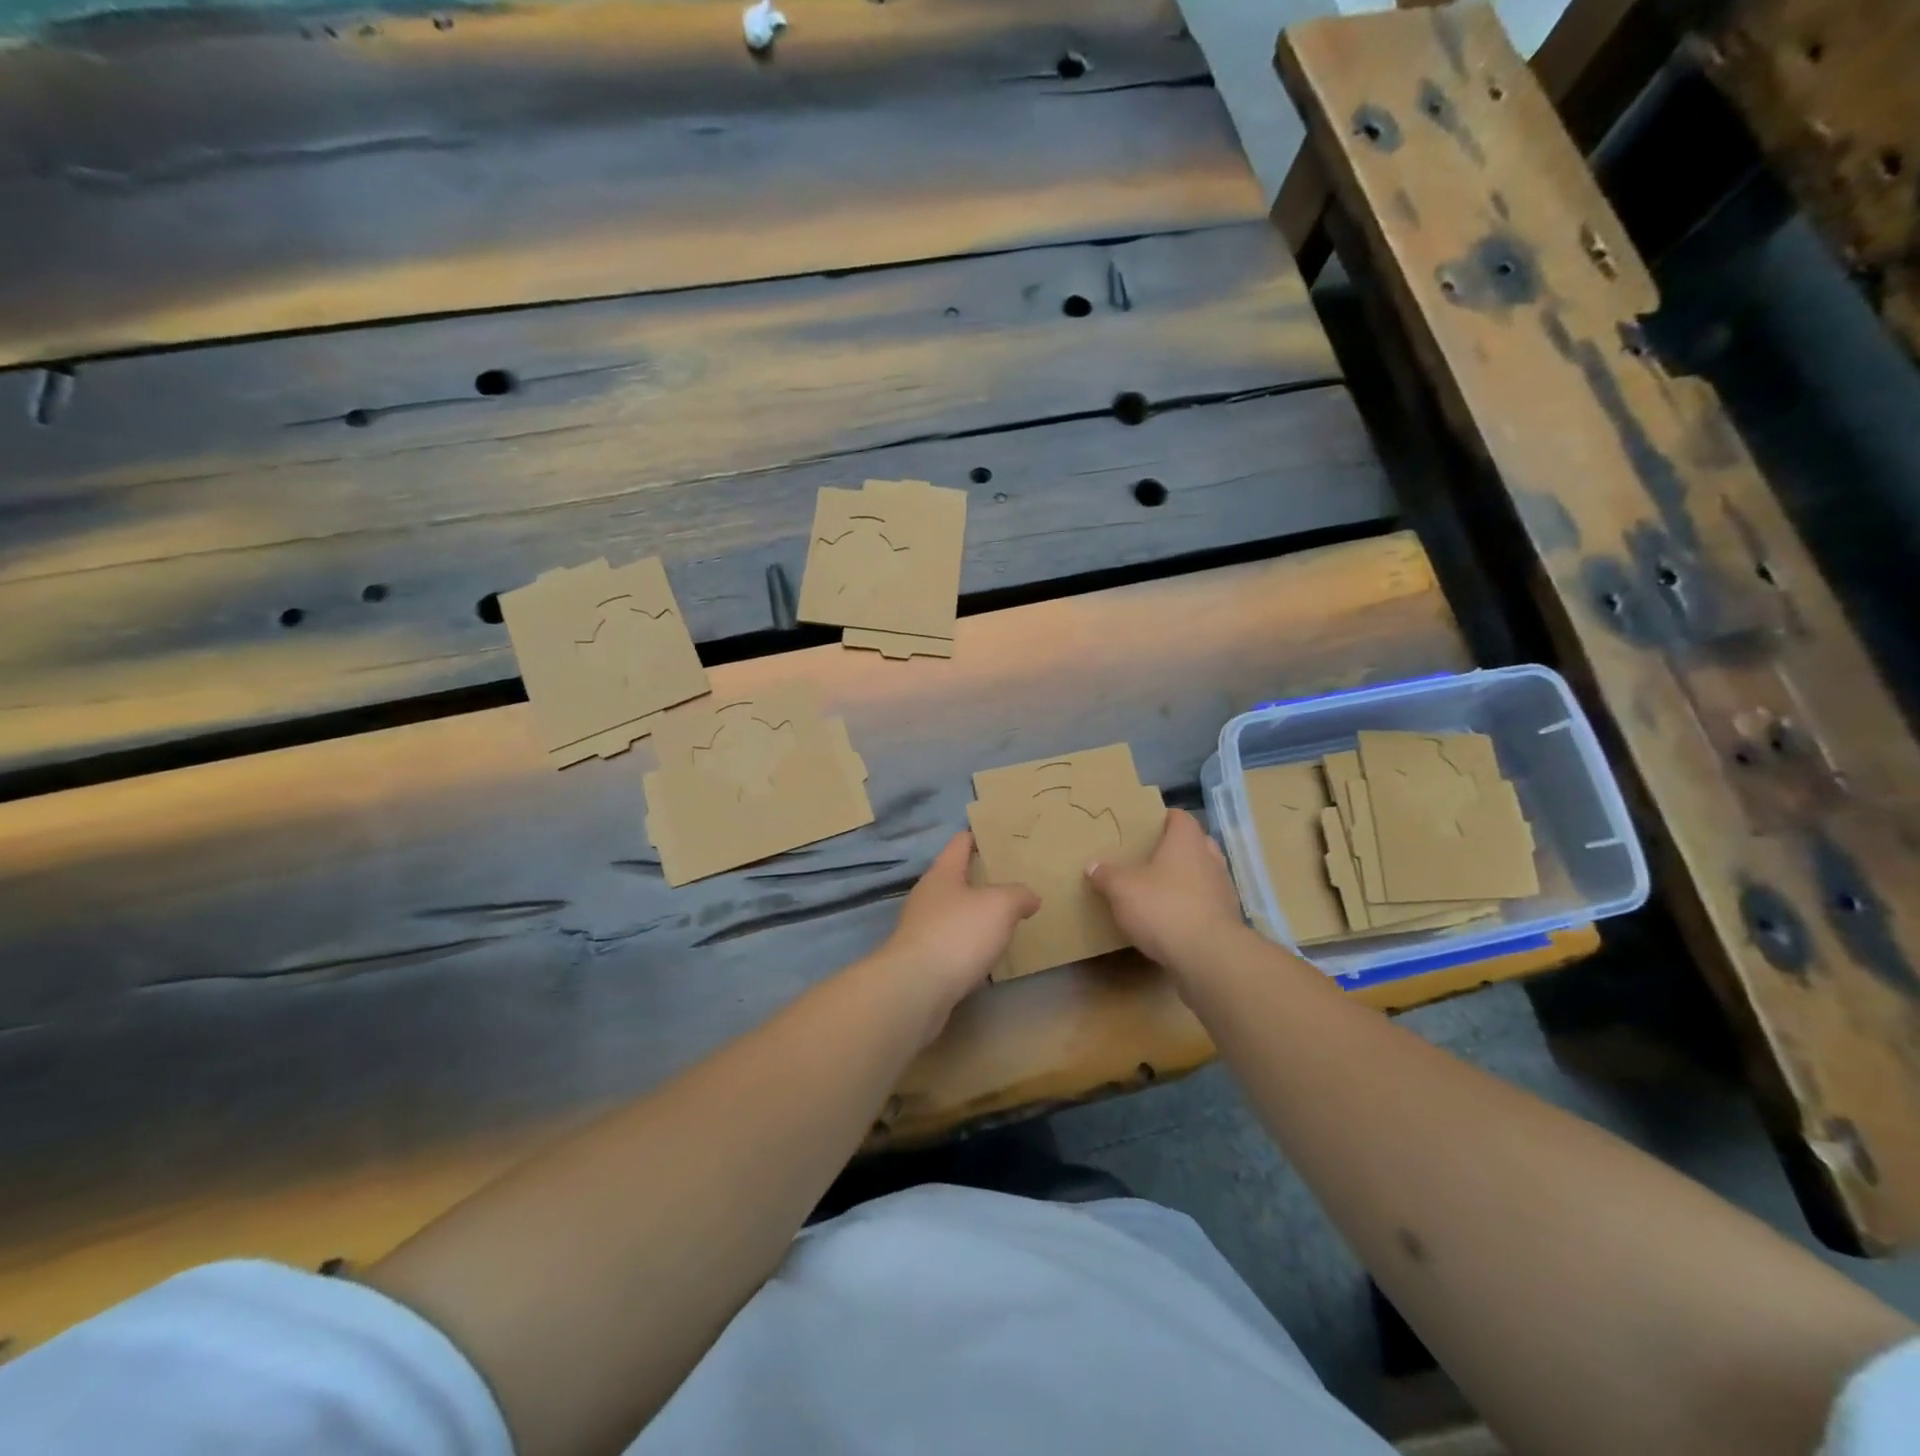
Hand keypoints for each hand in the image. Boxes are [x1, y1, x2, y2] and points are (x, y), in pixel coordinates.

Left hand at [875, 833, 1039, 1031]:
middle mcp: (927, 896)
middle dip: (980, 878)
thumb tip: (1029, 897)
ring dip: (974, 914)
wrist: (916, 989)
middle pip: (955, 878)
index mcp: (942, 873)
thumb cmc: (958, 933)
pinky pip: (951, 943)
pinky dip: (968, 944)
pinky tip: (986, 953)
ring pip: (953, 912)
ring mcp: (921, 928)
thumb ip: (1018, 895)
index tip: (997, 835)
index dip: (978, 836)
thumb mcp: (1000, 906)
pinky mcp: (922, 960)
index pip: (960, 843)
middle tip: (1011, 880)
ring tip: (1004, 918)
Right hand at [1086, 808, 1248, 976]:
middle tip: (1148, 856)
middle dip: (1174, 848)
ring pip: (1202, 874)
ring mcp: (1222, 889)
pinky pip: (1205, 902)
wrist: (1209, 956)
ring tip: (1158, 888)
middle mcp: (1210, 858)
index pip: (1179, 817)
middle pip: (1194, 843)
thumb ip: (1106, 875)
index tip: (1144, 826)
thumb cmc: (1164, 908)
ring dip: (1184, 878)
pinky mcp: (1226, 918)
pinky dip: (1190, 904)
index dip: (1163, 818)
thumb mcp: (1122, 890)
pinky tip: (1170, 918)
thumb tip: (1092, 866)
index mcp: (1187, 842)